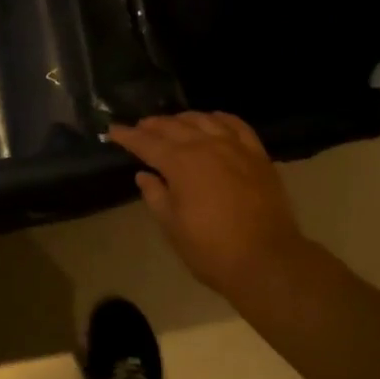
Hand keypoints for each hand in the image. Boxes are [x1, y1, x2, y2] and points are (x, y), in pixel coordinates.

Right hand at [108, 112, 310, 299]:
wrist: (266, 260)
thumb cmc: (211, 249)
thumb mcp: (172, 226)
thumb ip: (156, 195)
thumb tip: (144, 175)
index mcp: (180, 163)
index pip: (147, 142)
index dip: (128, 136)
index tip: (113, 130)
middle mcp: (206, 145)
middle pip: (174, 126)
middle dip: (153, 125)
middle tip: (139, 127)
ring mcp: (235, 147)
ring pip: (204, 120)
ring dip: (183, 119)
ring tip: (172, 123)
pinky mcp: (258, 155)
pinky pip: (237, 125)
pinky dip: (220, 118)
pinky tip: (213, 120)